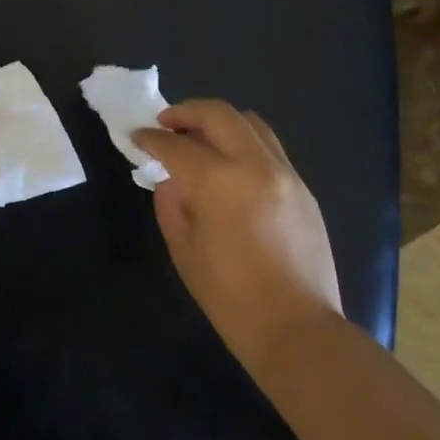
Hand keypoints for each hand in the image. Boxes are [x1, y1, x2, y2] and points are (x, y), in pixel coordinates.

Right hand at [133, 100, 341, 369]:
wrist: (296, 327)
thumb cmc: (229, 296)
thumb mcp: (184, 249)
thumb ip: (171, 204)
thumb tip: (172, 181)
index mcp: (218, 182)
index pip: (176, 145)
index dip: (151, 138)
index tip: (136, 137)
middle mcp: (255, 165)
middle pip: (218, 114)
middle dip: (186, 112)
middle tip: (165, 123)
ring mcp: (285, 174)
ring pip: (250, 123)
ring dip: (219, 122)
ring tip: (199, 137)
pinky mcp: (303, 188)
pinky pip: (269, 148)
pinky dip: (243, 143)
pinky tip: (229, 166)